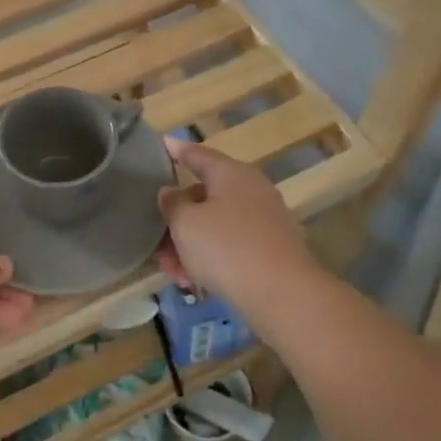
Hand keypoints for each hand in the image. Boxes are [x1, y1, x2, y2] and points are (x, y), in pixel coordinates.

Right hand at [156, 139, 312, 309]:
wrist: (283, 296)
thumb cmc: (226, 249)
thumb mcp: (185, 223)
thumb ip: (172, 204)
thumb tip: (171, 192)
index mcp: (230, 174)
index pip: (198, 154)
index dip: (178, 150)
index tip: (163, 144)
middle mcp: (250, 190)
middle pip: (203, 196)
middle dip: (176, 220)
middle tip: (156, 242)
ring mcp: (264, 220)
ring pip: (214, 226)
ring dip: (189, 245)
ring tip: (173, 273)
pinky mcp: (270, 249)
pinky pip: (230, 246)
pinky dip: (210, 258)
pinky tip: (194, 283)